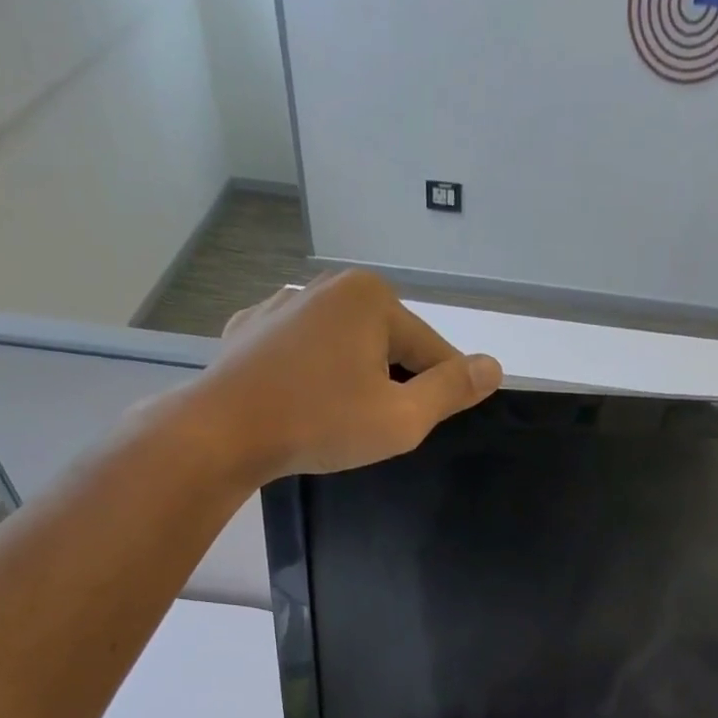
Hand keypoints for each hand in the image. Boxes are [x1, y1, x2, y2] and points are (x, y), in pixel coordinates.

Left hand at [165, 270, 502, 483]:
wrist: (225, 431)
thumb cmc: (322, 423)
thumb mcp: (402, 418)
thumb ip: (451, 391)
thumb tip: (493, 366)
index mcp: (371, 298)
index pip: (432, 350)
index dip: (439, 393)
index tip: (424, 426)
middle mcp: (328, 286)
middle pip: (388, 343)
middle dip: (392, 384)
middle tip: (376, 430)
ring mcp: (283, 303)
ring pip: (344, 346)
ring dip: (354, 380)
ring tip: (339, 420)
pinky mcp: (252, 328)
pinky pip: (303, 352)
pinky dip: (313, 375)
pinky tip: (303, 403)